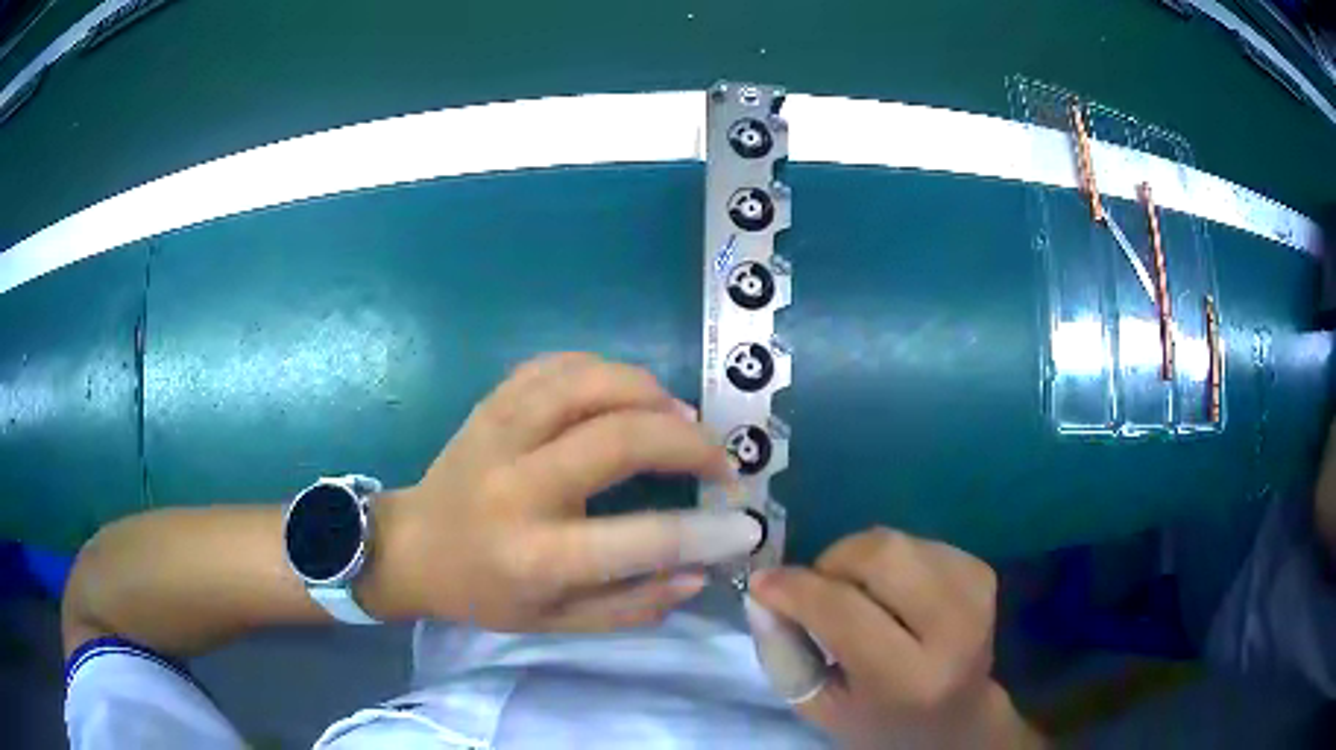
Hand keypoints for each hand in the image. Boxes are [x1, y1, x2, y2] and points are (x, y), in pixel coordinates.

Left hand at [365, 352, 758, 631]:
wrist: (412, 548)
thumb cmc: (485, 592)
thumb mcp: (558, 622)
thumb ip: (632, 605)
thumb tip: (700, 571)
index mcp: (536, 554)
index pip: (641, 538)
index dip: (707, 532)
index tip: (744, 525)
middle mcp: (518, 485)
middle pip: (621, 436)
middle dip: (690, 442)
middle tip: (720, 460)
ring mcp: (500, 433)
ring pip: (589, 382)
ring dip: (651, 392)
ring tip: (680, 418)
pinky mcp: (490, 404)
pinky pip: (555, 365)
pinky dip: (603, 369)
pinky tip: (625, 392)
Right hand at [749, 528, 1041, 748]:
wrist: (958, 719)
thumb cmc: (880, 722)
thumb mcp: (821, 708)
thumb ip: (786, 654)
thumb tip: (766, 590)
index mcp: (909, 679)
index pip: (845, 612)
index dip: (796, 589)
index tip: (763, 582)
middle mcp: (954, 630)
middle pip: (883, 556)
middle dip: (834, 561)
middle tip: (817, 589)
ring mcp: (976, 595)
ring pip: (899, 542)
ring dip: (861, 560)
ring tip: (857, 596)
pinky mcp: (983, 573)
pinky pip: (918, 542)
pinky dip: (890, 560)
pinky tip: (892, 594)